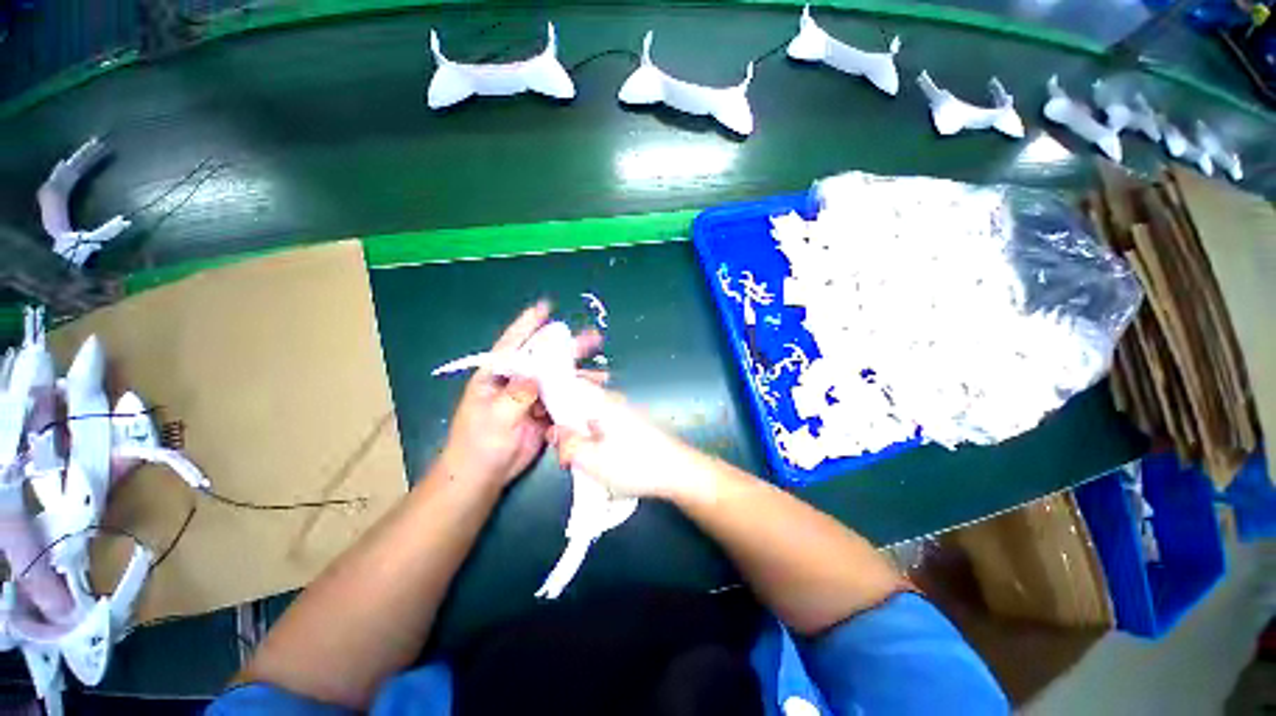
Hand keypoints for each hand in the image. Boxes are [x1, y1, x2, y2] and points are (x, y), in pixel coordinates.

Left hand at [438, 302, 601, 488]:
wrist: (483, 477)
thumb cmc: (478, 444)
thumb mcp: (494, 417)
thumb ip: (515, 395)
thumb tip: (535, 376)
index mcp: (496, 376)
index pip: (512, 345)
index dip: (528, 325)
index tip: (544, 308)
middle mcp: (516, 381)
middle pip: (544, 359)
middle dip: (567, 349)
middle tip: (592, 339)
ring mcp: (531, 397)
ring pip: (558, 380)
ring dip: (579, 375)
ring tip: (602, 373)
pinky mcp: (543, 413)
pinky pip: (563, 399)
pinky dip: (578, 396)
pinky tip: (594, 394)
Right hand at [547, 390, 702, 500]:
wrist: (677, 472)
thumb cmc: (635, 464)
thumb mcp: (592, 460)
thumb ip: (568, 444)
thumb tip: (553, 430)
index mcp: (602, 401)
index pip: (569, 384)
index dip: (549, 395)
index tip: (538, 412)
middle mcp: (612, 400)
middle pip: (577, 399)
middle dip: (563, 418)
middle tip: (557, 442)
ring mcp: (623, 411)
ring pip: (589, 413)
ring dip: (578, 429)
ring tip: (573, 453)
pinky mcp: (630, 424)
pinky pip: (602, 423)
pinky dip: (591, 434)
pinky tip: (591, 453)